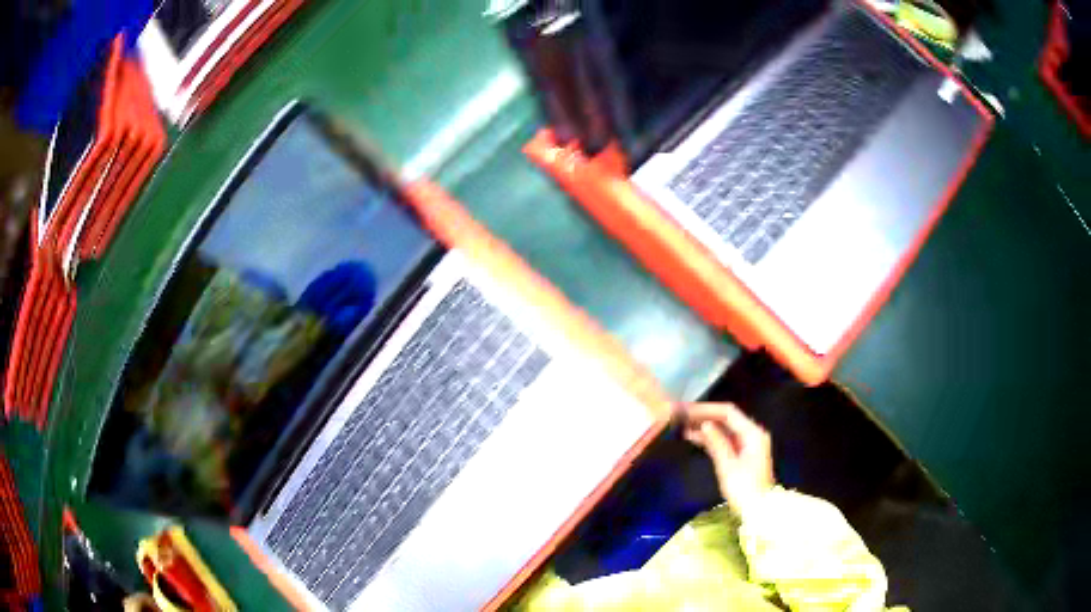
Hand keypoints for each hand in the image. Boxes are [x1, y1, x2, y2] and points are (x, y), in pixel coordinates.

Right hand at [683, 402, 774, 514]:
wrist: (758, 509)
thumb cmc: (744, 489)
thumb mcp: (728, 466)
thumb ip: (717, 443)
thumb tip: (704, 424)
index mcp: (753, 433)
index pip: (728, 412)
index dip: (707, 409)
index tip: (688, 410)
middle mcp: (752, 434)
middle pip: (727, 418)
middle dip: (705, 416)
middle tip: (683, 415)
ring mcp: (748, 443)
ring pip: (724, 429)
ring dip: (706, 427)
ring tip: (683, 425)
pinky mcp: (742, 453)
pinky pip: (725, 439)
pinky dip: (711, 438)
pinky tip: (694, 438)